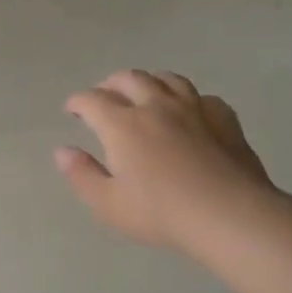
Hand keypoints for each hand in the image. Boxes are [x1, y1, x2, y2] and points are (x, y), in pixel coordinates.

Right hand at [55, 70, 275, 251]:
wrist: (228, 213)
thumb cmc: (160, 213)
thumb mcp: (108, 203)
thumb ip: (82, 174)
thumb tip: (63, 151)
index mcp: (123, 125)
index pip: (93, 100)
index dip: (78, 102)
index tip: (72, 108)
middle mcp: (156, 106)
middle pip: (129, 79)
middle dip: (110, 84)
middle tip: (103, 96)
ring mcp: (193, 108)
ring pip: (167, 78)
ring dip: (148, 81)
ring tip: (142, 91)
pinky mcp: (223, 117)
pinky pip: (201, 96)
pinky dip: (186, 98)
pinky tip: (188, 111)